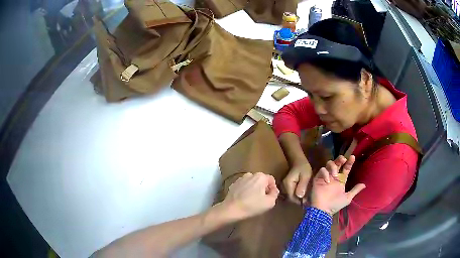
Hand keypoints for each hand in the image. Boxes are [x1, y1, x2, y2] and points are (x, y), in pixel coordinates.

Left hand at [221, 172, 278, 220]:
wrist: (231, 209)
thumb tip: (274, 190)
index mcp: (261, 176)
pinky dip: (245, 191)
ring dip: (254, 189)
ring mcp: (240, 179)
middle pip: (261, 181)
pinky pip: (243, 186)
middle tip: (262, 199)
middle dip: (263, 188)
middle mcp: (250, 174)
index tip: (271, 197)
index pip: (271, 180)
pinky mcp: (233, 184)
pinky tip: (244, 199)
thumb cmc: (252, 205)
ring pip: (252, 183)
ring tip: (253, 200)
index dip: (273, 188)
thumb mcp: (270, 202)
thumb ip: (275, 194)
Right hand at [283, 162, 312, 203]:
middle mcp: (284, 186)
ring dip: (298, 198)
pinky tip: (303, 194)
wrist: (299, 161)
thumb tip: (300, 196)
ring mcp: (285, 186)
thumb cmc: (303, 168)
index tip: (307, 201)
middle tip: (308, 200)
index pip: (291, 197)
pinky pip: (292, 193)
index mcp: (287, 184)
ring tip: (306, 197)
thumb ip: (302, 185)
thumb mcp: (306, 176)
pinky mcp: (287, 186)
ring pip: (291, 196)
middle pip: (291, 198)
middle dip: (299, 200)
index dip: (299, 201)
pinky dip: (298, 195)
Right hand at [311, 155, 365, 214]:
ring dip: (333, 166)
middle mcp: (334, 177)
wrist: (323, 210)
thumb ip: (355, 190)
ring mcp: (326, 177)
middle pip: (337, 163)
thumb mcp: (347, 198)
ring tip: (335, 174)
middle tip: (343, 160)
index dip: (349, 162)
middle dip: (340, 159)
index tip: (353, 157)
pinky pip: (322, 170)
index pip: (346, 168)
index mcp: (341, 180)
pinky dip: (325, 173)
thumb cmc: (335, 204)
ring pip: (329, 164)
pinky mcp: (318, 179)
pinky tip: (327, 181)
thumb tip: (365, 184)